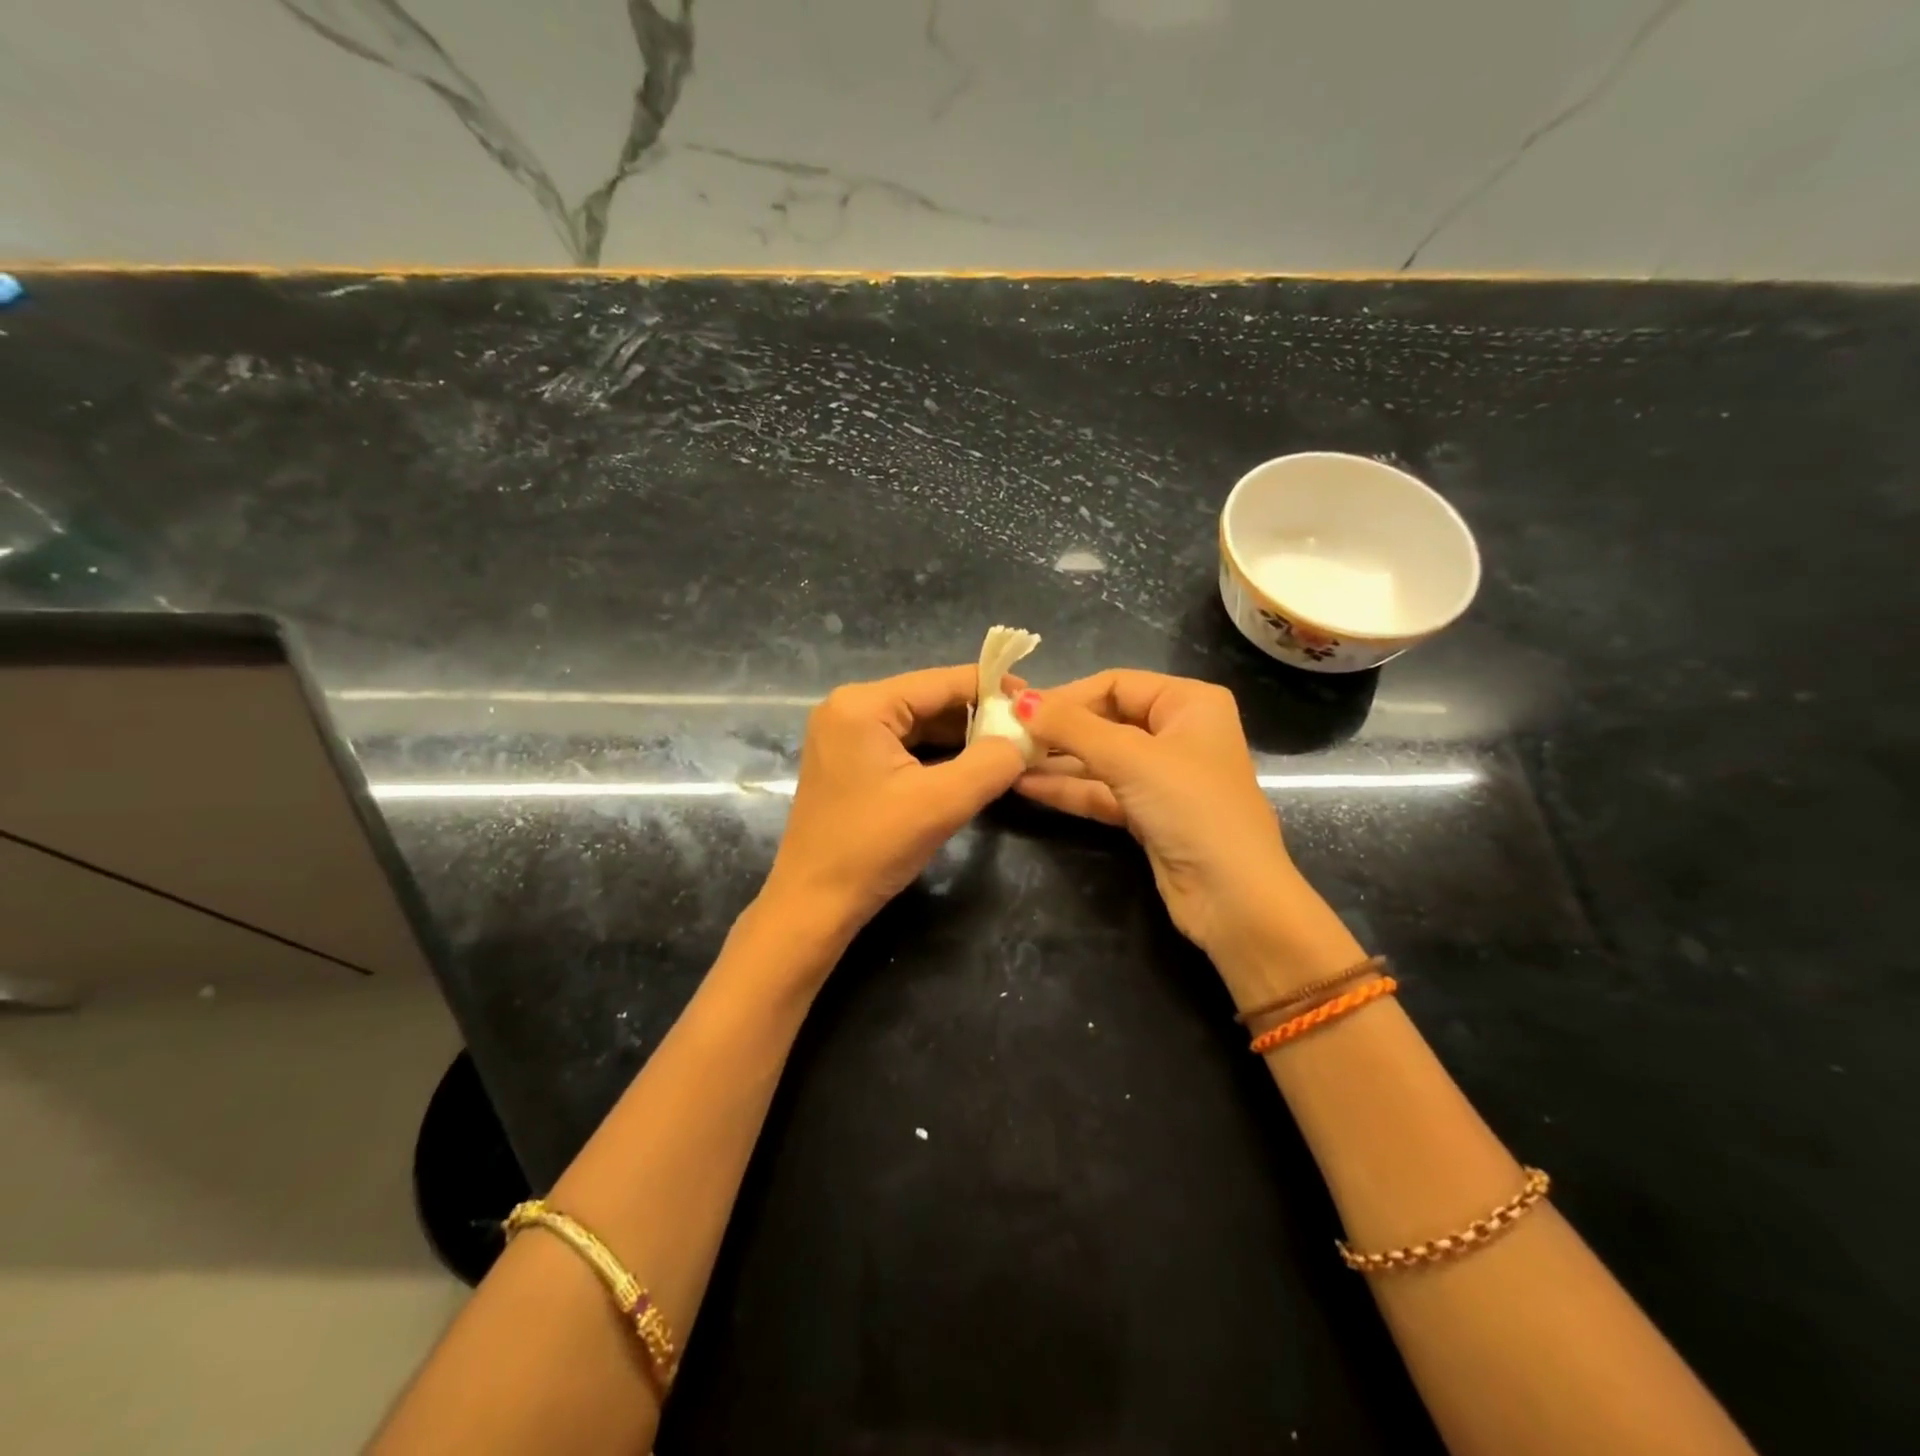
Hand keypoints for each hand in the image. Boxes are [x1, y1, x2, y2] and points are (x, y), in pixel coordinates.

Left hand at [760, 665, 1026, 948]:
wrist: (814, 904)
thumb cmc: (872, 847)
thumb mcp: (941, 803)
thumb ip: (992, 762)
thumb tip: (1027, 737)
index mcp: (863, 704)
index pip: (941, 681)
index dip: (993, 687)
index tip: (1035, 701)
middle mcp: (849, 707)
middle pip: (929, 699)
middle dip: (979, 716)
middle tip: (1027, 732)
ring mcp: (845, 734)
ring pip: (919, 723)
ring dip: (962, 737)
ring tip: (1009, 748)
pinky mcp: (849, 760)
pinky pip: (904, 744)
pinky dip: (938, 754)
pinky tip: (972, 766)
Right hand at [1012, 671, 1360, 994]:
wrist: (1232, 897)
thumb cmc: (1190, 807)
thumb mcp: (1130, 758)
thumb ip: (1071, 727)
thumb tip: (1019, 699)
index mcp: (1189, 703)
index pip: (1115, 684)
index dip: (1066, 695)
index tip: (1018, 708)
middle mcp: (1178, 732)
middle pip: (1106, 720)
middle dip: (1058, 730)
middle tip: (1006, 734)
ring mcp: (1163, 776)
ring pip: (1100, 759)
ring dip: (1056, 761)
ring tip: (1005, 759)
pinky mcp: (1148, 814)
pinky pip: (1102, 790)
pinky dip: (1068, 789)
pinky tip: (1025, 786)